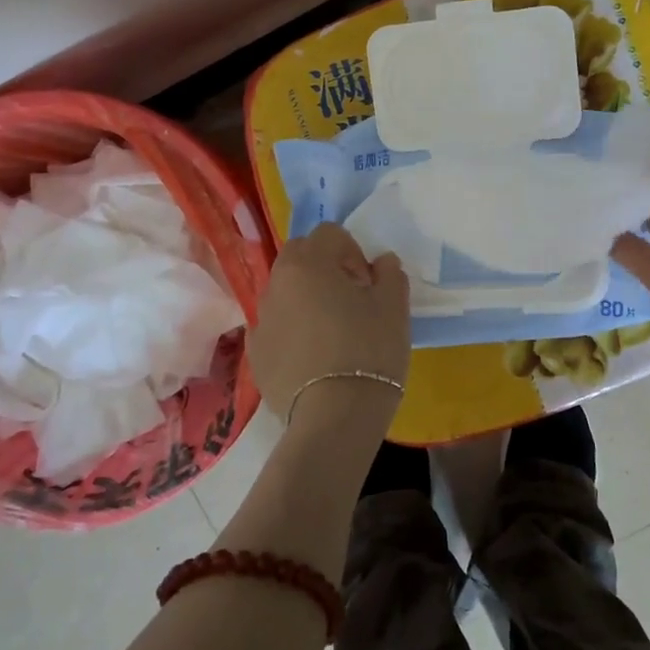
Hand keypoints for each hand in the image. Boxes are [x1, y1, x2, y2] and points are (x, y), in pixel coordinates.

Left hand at [247, 223, 409, 425]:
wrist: (334, 417)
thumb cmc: (369, 350)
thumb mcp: (394, 307)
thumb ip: (390, 274)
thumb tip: (381, 262)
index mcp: (309, 263)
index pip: (330, 233)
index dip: (353, 252)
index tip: (368, 283)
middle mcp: (277, 283)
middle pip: (300, 256)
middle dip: (324, 267)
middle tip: (349, 299)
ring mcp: (260, 319)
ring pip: (285, 292)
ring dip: (306, 298)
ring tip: (331, 331)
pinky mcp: (255, 354)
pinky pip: (275, 326)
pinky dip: (291, 330)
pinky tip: (312, 356)